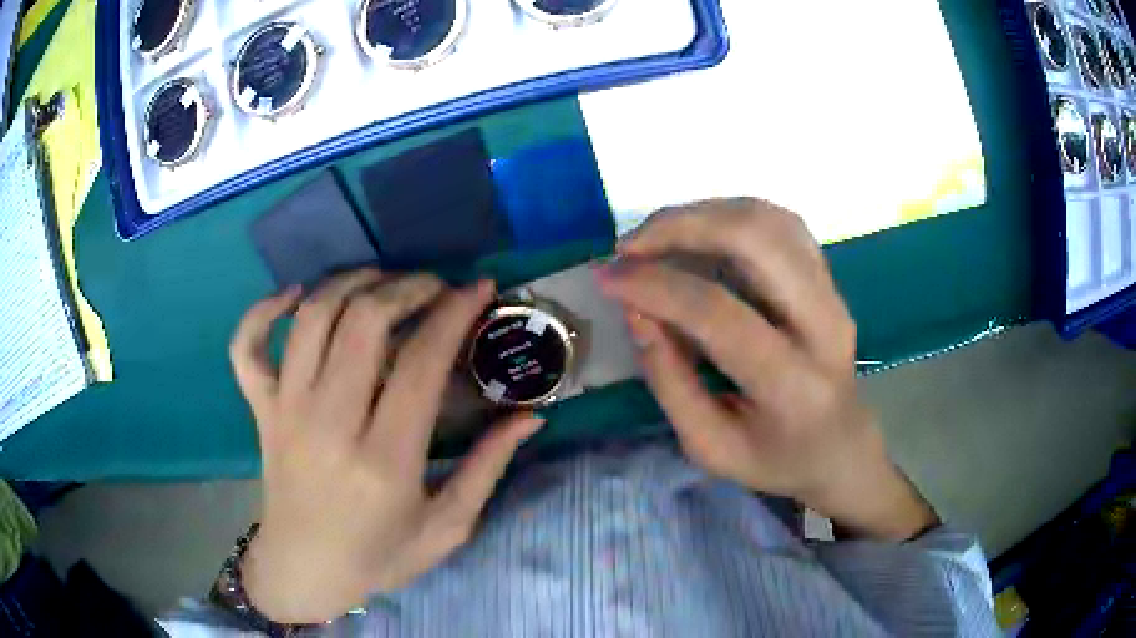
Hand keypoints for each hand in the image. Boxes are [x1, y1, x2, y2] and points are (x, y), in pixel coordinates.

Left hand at [228, 270, 543, 622]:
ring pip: (313, 317)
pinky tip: (295, 295)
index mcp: (384, 460)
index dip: (454, 313)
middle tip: (434, 286)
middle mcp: (329, 424)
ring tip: (381, 282)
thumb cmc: (378, 557)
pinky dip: (265, 309)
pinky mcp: (261, 410)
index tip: (478, 288)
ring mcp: (286, 411)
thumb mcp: (447, 528)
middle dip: (407, 287)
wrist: (302, 570)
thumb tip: (531, 415)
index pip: (421, 362)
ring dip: (350, 282)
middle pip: (364, 322)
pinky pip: (247, 346)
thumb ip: (489, 468)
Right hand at [597, 199, 936, 540]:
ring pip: (770, 220)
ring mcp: (833, 294)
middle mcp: (824, 326)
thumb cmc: (774, 458)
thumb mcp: (709, 446)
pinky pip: (780, 224)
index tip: (607, 278)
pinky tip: (698, 233)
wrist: (840, 446)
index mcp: (793, 386)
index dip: (656, 287)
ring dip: (703, 213)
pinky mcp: (829, 278)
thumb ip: (669, 379)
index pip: (720, 315)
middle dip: (682, 226)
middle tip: (629, 246)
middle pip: (757, 240)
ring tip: (655, 237)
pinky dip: (730, 215)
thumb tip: (634, 308)